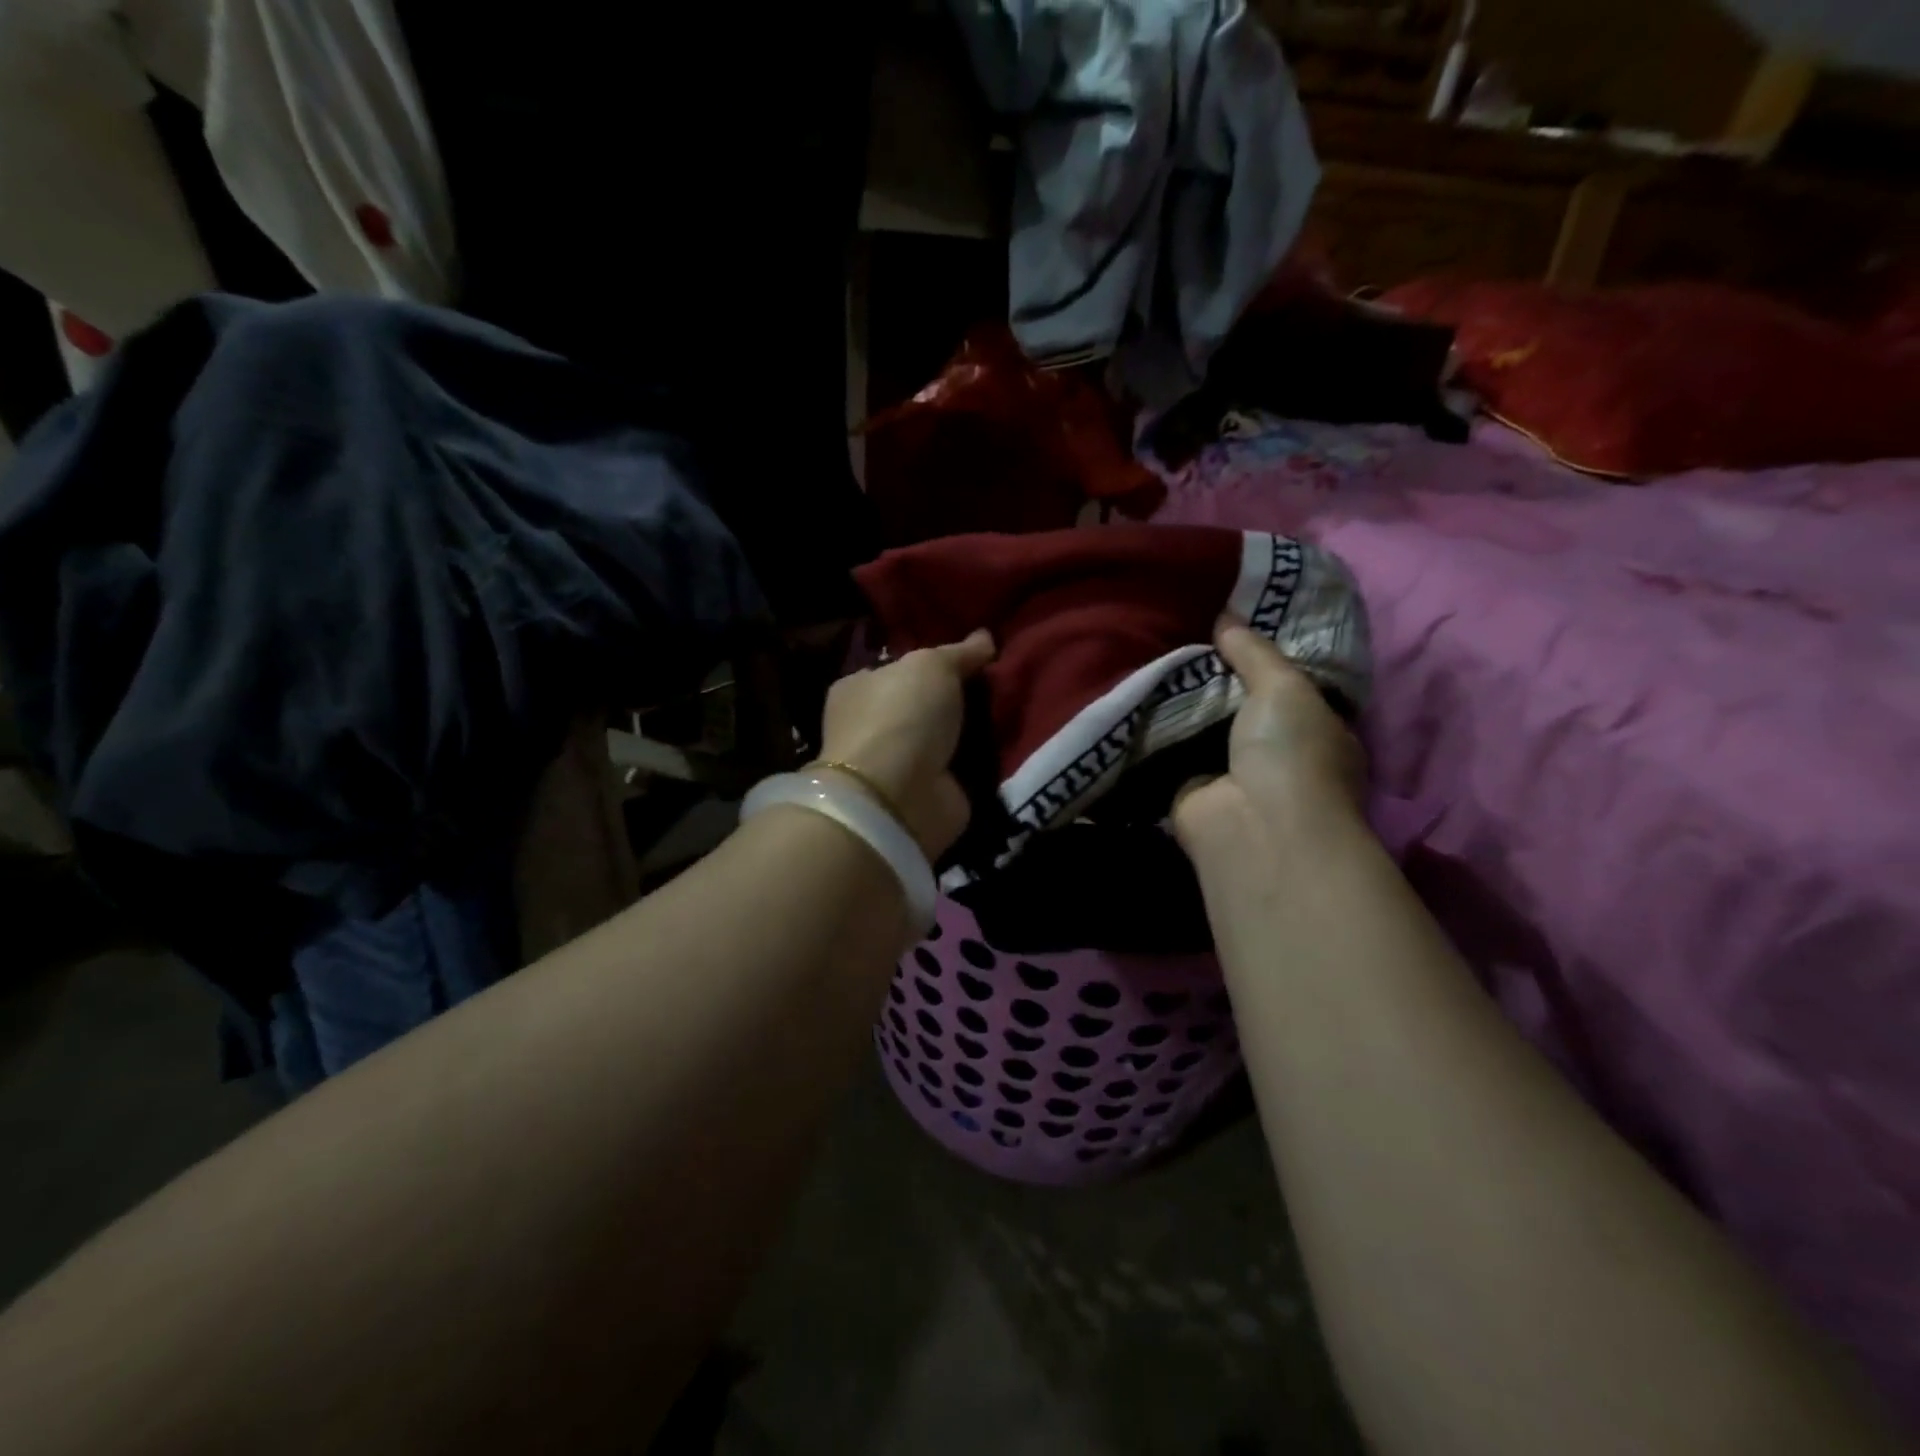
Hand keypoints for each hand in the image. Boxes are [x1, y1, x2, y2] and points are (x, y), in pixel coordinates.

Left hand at [817, 629, 995, 859]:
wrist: (899, 795)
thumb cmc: (901, 715)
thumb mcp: (931, 665)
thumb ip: (959, 652)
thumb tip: (985, 637)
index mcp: (858, 689)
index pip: (898, 670)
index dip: (933, 663)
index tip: (974, 658)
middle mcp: (873, 727)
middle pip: (926, 705)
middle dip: (960, 699)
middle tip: (1003, 684)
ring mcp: (900, 765)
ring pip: (947, 738)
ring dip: (976, 731)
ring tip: (1017, 711)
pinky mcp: (927, 794)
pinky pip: (963, 769)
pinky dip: (983, 762)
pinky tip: (1013, 745)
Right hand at [1172, 620, 1365, 852]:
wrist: (1253, 825)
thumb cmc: (1291, 752)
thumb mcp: (1284, 686)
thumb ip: (1255, 651)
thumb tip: (1226, 616)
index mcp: (1317, 730)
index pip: (1290, 686)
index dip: (1263, 658)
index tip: (1231, 626)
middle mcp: (1278, 756)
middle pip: (1242, 706)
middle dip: (1216, 678)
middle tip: (1180, 636)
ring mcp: (1233, 776)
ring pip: (1205, 728)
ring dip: (1183, 704)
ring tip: (1150, 656)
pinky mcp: (1191, 791)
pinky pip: (1171, 751)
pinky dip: (1156, 732)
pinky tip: (1134, 697)